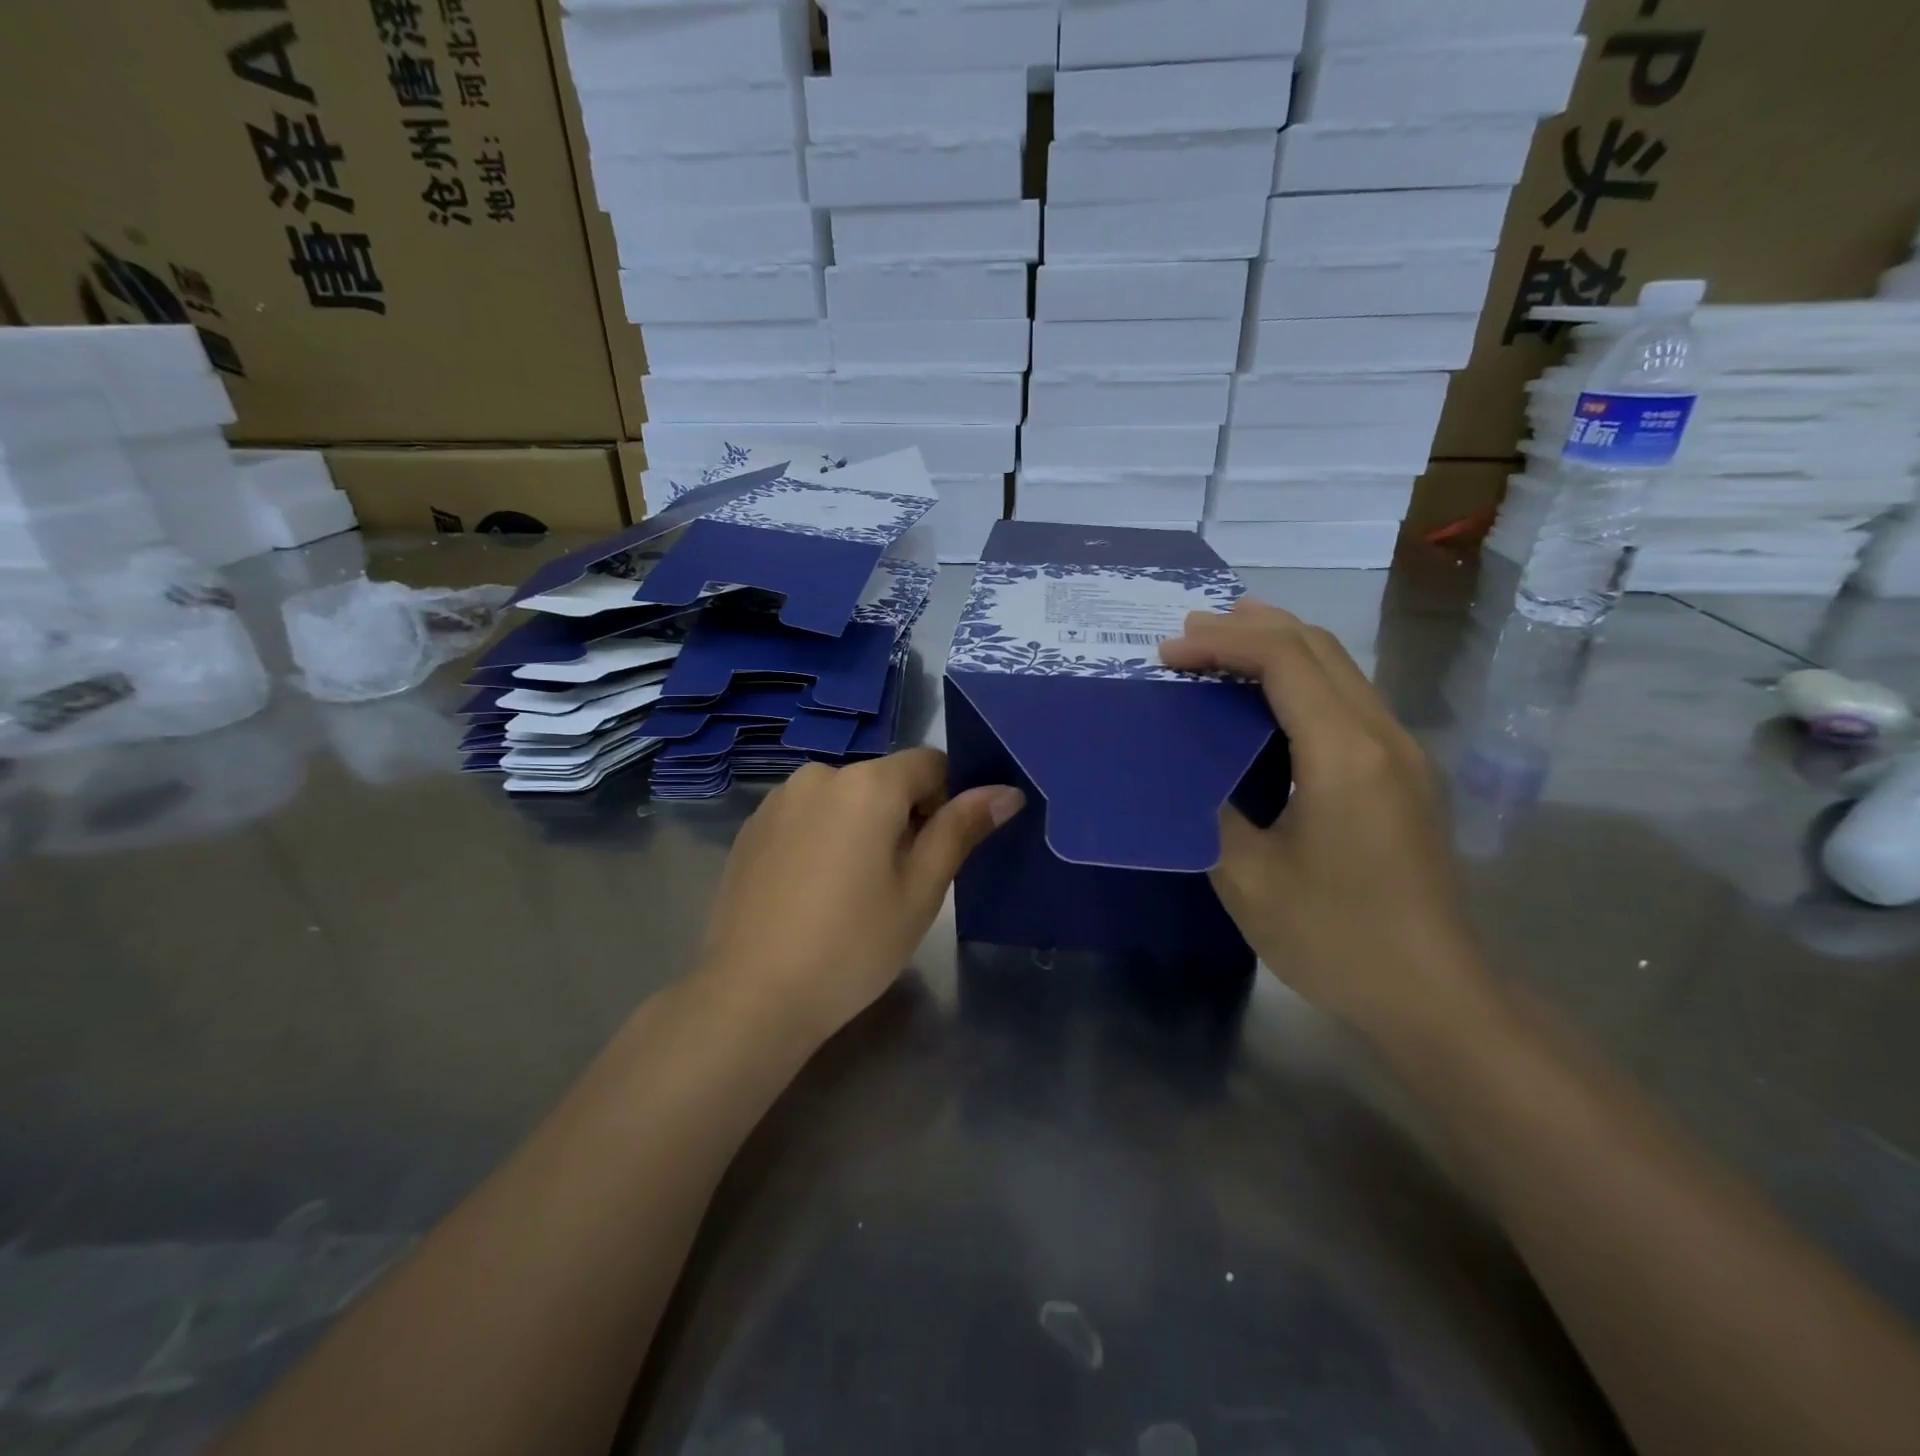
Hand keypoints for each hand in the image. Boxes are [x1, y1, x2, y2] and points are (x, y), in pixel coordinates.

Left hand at [696, 748, 1023, 1048]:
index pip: (930, 763)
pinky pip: (807, 817)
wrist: (752, 996)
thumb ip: (961, 829)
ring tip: (851, 893)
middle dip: (903, 818)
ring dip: (861, 828)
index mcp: (868, 783)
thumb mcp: (921, 889)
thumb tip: (1006, 790)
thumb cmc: (853, 945)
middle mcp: (819, 774)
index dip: (947, 800)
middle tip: (899, 883)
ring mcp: (778, 800)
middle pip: (884, 781)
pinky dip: (823, 840)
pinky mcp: (751, 828)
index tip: (939, 851)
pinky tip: (812, 894)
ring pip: (844, 800)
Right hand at [1160, 600, 1486, 1036]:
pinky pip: (1349, 700)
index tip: (1168, 652)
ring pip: (1341, 668)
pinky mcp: (1405, 775)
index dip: (1222, 643)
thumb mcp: (1248, 878)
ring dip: (1280, 647)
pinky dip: (1301, 680)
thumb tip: (1198, 774)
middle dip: (1250, 628)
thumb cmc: (1336, 938)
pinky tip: (1269, 698)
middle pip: (1319, 647)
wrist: (1435, 996)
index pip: (1284, 661)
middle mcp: (1383, 737)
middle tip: (1189, 631)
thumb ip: (1214, 810)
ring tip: (1224, 644)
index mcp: (1344, 754)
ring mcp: (1403, 754)